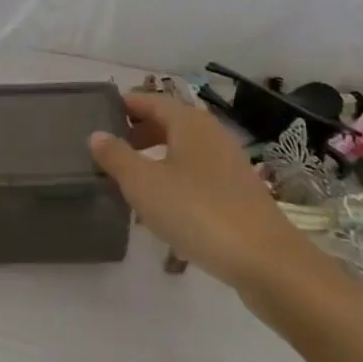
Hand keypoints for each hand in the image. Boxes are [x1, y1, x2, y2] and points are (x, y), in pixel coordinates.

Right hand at [89, 93, 301, 289]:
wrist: (265, 260)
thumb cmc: (197, 211)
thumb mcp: (144, 184)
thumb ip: (116, 156)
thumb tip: (97, 134)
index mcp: (189, 122)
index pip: (150, 101)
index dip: (124, 105)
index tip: (98, 115)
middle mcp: (211, 134)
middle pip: (168, 123)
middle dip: (137, 133)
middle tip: (108, 151)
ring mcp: (228, 163)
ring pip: (182, 150)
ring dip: (154, 159)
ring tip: (128, 181)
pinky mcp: (237, 192)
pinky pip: (196, 174)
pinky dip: (174, 180)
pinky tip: (162, 208)